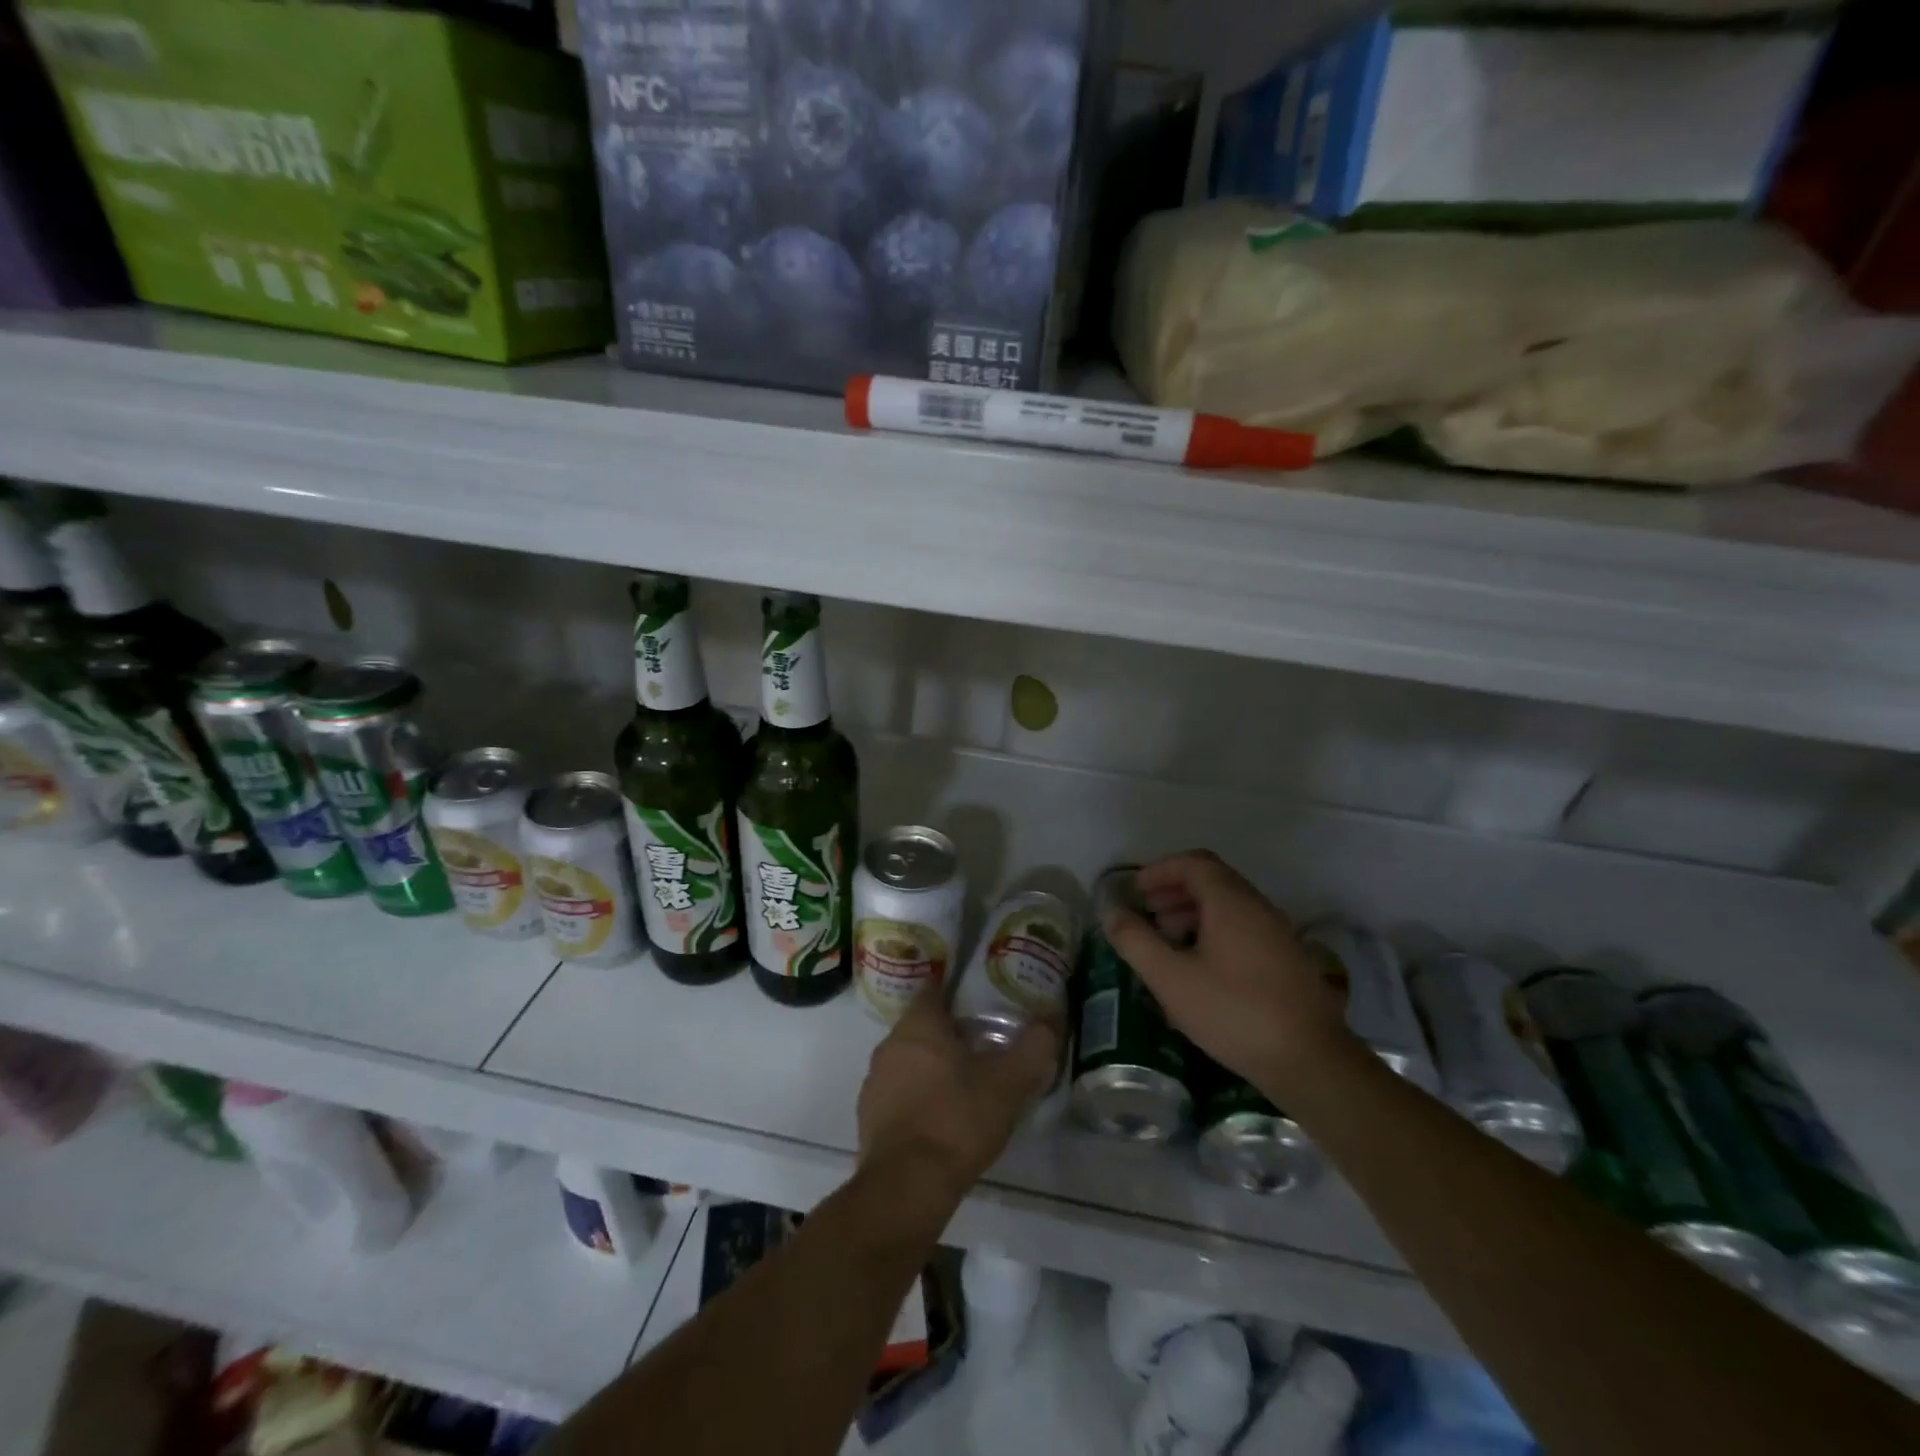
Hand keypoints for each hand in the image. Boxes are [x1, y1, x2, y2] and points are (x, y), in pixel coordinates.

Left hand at [857, 988, 1057, 1200]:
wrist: (907, 1185)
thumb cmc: (958, 1120)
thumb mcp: (1008, 1084)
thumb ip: (1033, 1049)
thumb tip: (1049, 1025)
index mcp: (919, 1025)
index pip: (934, 991)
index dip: (956, 995)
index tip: (979, 1007)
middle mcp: (890, 1044)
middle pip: (921, 1027)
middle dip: (948, 1035)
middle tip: (981, 1049)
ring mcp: (874, 1081)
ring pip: (907, 1061)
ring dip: (930, 1069)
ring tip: (963, 1088)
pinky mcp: (868, 1117)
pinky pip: (897, 1095)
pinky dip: (916, 1099)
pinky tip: (940, 1121)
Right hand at [1106, 851, 1355, 1095]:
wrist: (1310, 1061)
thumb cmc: (1234, 1012)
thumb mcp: (1171, 979)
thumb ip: (1137, 942)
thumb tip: (1113, 914)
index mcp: (1230, 902)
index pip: (1193, 863)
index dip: (1161, 870)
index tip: (1136, 890)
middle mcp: (1257, 907)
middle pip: (1213, 880)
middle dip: (1175, 890)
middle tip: (1148, 912)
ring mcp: (1277, 933)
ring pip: (1229, 905)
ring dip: (1194, 911)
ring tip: (1169, 938)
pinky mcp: (1287, 959)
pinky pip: (1243, 927)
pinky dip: (1215, 929)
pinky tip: (1201, 966)